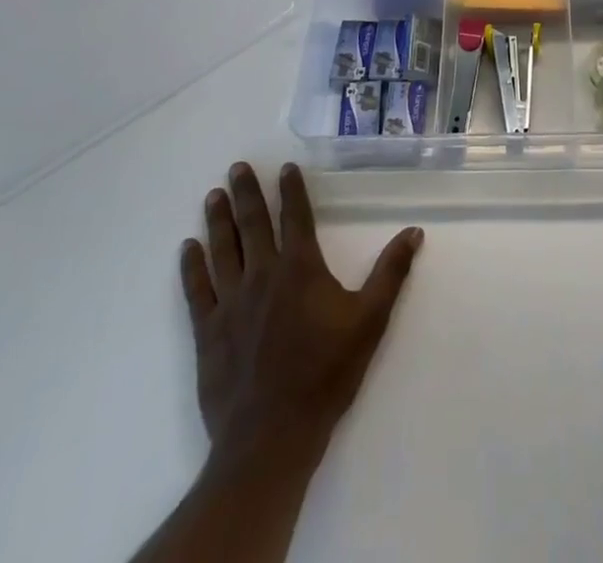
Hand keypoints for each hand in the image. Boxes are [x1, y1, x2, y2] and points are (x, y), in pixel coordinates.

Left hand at [179, 162, 423, 476]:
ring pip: (222, 249)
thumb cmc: (326, 374)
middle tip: (237, 167)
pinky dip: (191, 266)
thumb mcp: (370, 321)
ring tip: (213, 194)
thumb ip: (391, 273)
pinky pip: (197, 289)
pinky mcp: (208, 331)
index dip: (290, 189)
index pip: (295, 216)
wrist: (271, 436)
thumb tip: (414, 231)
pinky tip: (188, 248)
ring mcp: (231, 302)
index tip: (284, 167)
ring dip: (217, 219)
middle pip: (252, 224)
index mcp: (301, 268)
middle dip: (246, 193)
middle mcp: (263, 274)